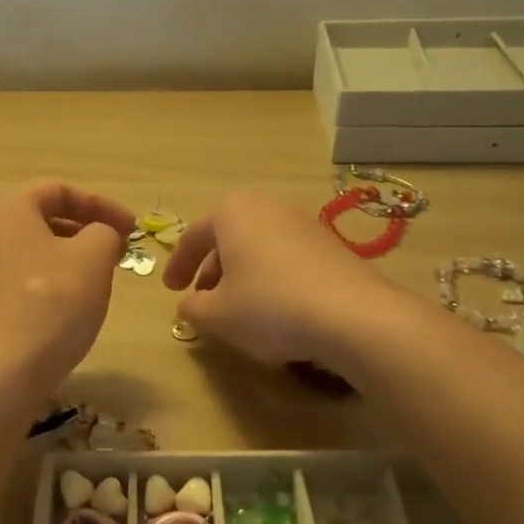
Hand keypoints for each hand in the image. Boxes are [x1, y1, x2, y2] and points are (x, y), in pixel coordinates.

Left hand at [0, 180, 135, 399]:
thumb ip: (104, 233)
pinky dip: (45, 285)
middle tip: (116, 254)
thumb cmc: (50, 304)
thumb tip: (99, 236)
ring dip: (66, 260)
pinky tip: (65, 312)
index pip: (58, 190)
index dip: (101, 204)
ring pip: (28, 253)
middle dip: (84, 232)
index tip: (131, 229)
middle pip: (40, 220)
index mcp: (6, 210)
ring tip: (95, 282)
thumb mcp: (93, 258)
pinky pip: (16, 283)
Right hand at [162, 192, 400, 371]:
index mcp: (232, 213)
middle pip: (228, 237)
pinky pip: (286, 257)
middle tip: (201, 298)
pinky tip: (274, 308)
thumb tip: (189, 304)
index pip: (192, 237)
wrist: (353, 316)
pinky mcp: (330, 245)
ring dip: (241, 274)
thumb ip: (193, 308)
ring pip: (258, 247)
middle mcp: (268, 207)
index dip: (177, 266)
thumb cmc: (269, 307)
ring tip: (236, 306)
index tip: (170, 291)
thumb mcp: (217, 315)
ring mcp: (303, 223)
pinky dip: (270, 277)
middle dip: (211, 269)